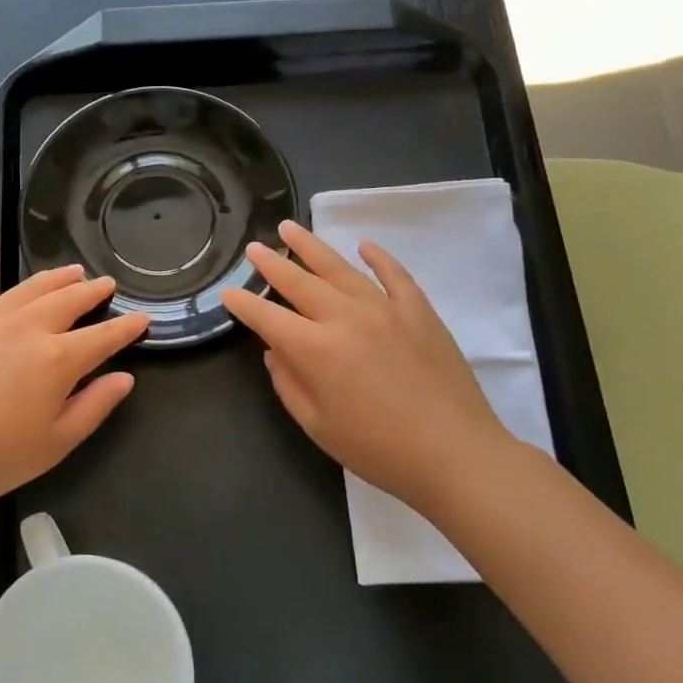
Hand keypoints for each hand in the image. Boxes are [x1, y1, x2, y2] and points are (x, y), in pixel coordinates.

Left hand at [0, 254, 148, 520]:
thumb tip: (124, 378)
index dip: (126, 328)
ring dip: (52, 278)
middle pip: (66, 302)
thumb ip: (94, 407)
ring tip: (71, 270)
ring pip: (27, 290)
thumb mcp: (56, 443)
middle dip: (91, 292)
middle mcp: (25, 330)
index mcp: (56, 360)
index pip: (102, 338)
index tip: (142, 318)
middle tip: (107, 284)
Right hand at [222, 220, 516, 512]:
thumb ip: (289, 384)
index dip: (243, 304)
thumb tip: (276, 352)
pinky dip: (378, 258)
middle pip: (299, 282)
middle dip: (272, 264)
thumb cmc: (378, 450)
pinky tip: (364, 246)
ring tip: (291, 229)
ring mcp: (385, 309)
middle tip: (254, 247)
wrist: (455, 454)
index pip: (268, 318)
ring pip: (340, 268)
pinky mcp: (419, 312)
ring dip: (312, 247)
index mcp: (315, 350)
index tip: (228, 292)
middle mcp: (345, 318)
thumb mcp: (318, 426)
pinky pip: (394, 275)